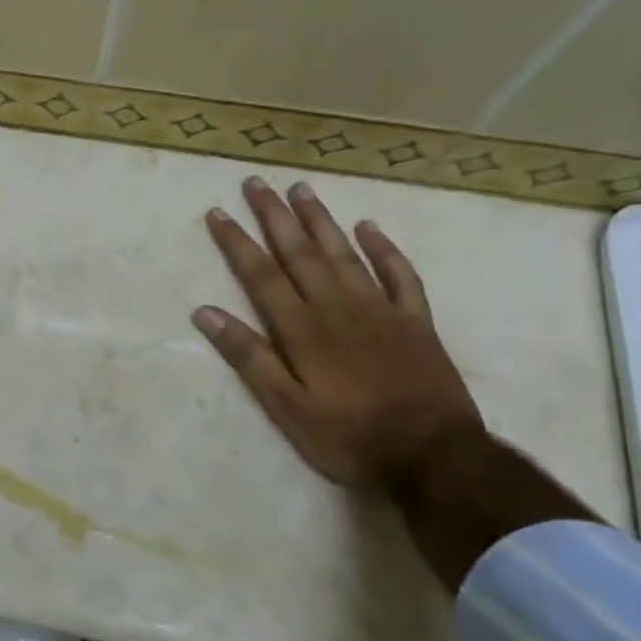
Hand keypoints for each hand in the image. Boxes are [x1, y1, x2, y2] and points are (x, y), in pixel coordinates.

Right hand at [193, 178, 483, 492]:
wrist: (435, 457)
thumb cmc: (350, 437)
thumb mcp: (286, 407)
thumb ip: (248, 357)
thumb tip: (205, 313)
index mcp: (302, 328)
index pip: (260, 274)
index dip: (237, 242)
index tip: (218, 212)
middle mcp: (337, 306)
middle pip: (299, 251)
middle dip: (274, 216)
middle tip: (256, 182)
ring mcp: (380, 309)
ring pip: (344, 252)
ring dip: (320, 219)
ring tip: (301, 189)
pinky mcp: (415, 321)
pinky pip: (399, 274)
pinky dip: (384, 248)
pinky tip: (370, 227)